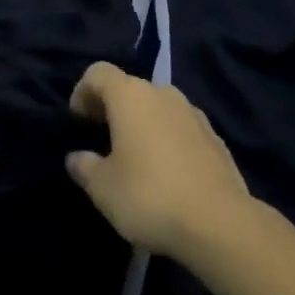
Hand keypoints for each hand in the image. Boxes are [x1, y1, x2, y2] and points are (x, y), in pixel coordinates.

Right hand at [64, 62, 251, 260]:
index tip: (78, 120)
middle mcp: (161, 93)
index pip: (98, 73)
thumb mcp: (104, 189)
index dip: (83, 91)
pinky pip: (180, 126)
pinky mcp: (214, 135)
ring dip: (142, 122)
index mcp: (130, 96)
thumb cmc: (150, 196)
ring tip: (135, 156)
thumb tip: (76, 157)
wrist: (219, 221)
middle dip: (112, 108)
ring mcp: (192, 112)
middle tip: (102, 138)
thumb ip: (85, 167)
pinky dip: (167, 137)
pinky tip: (167, 171)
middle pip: (129, 88)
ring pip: (157, 106)